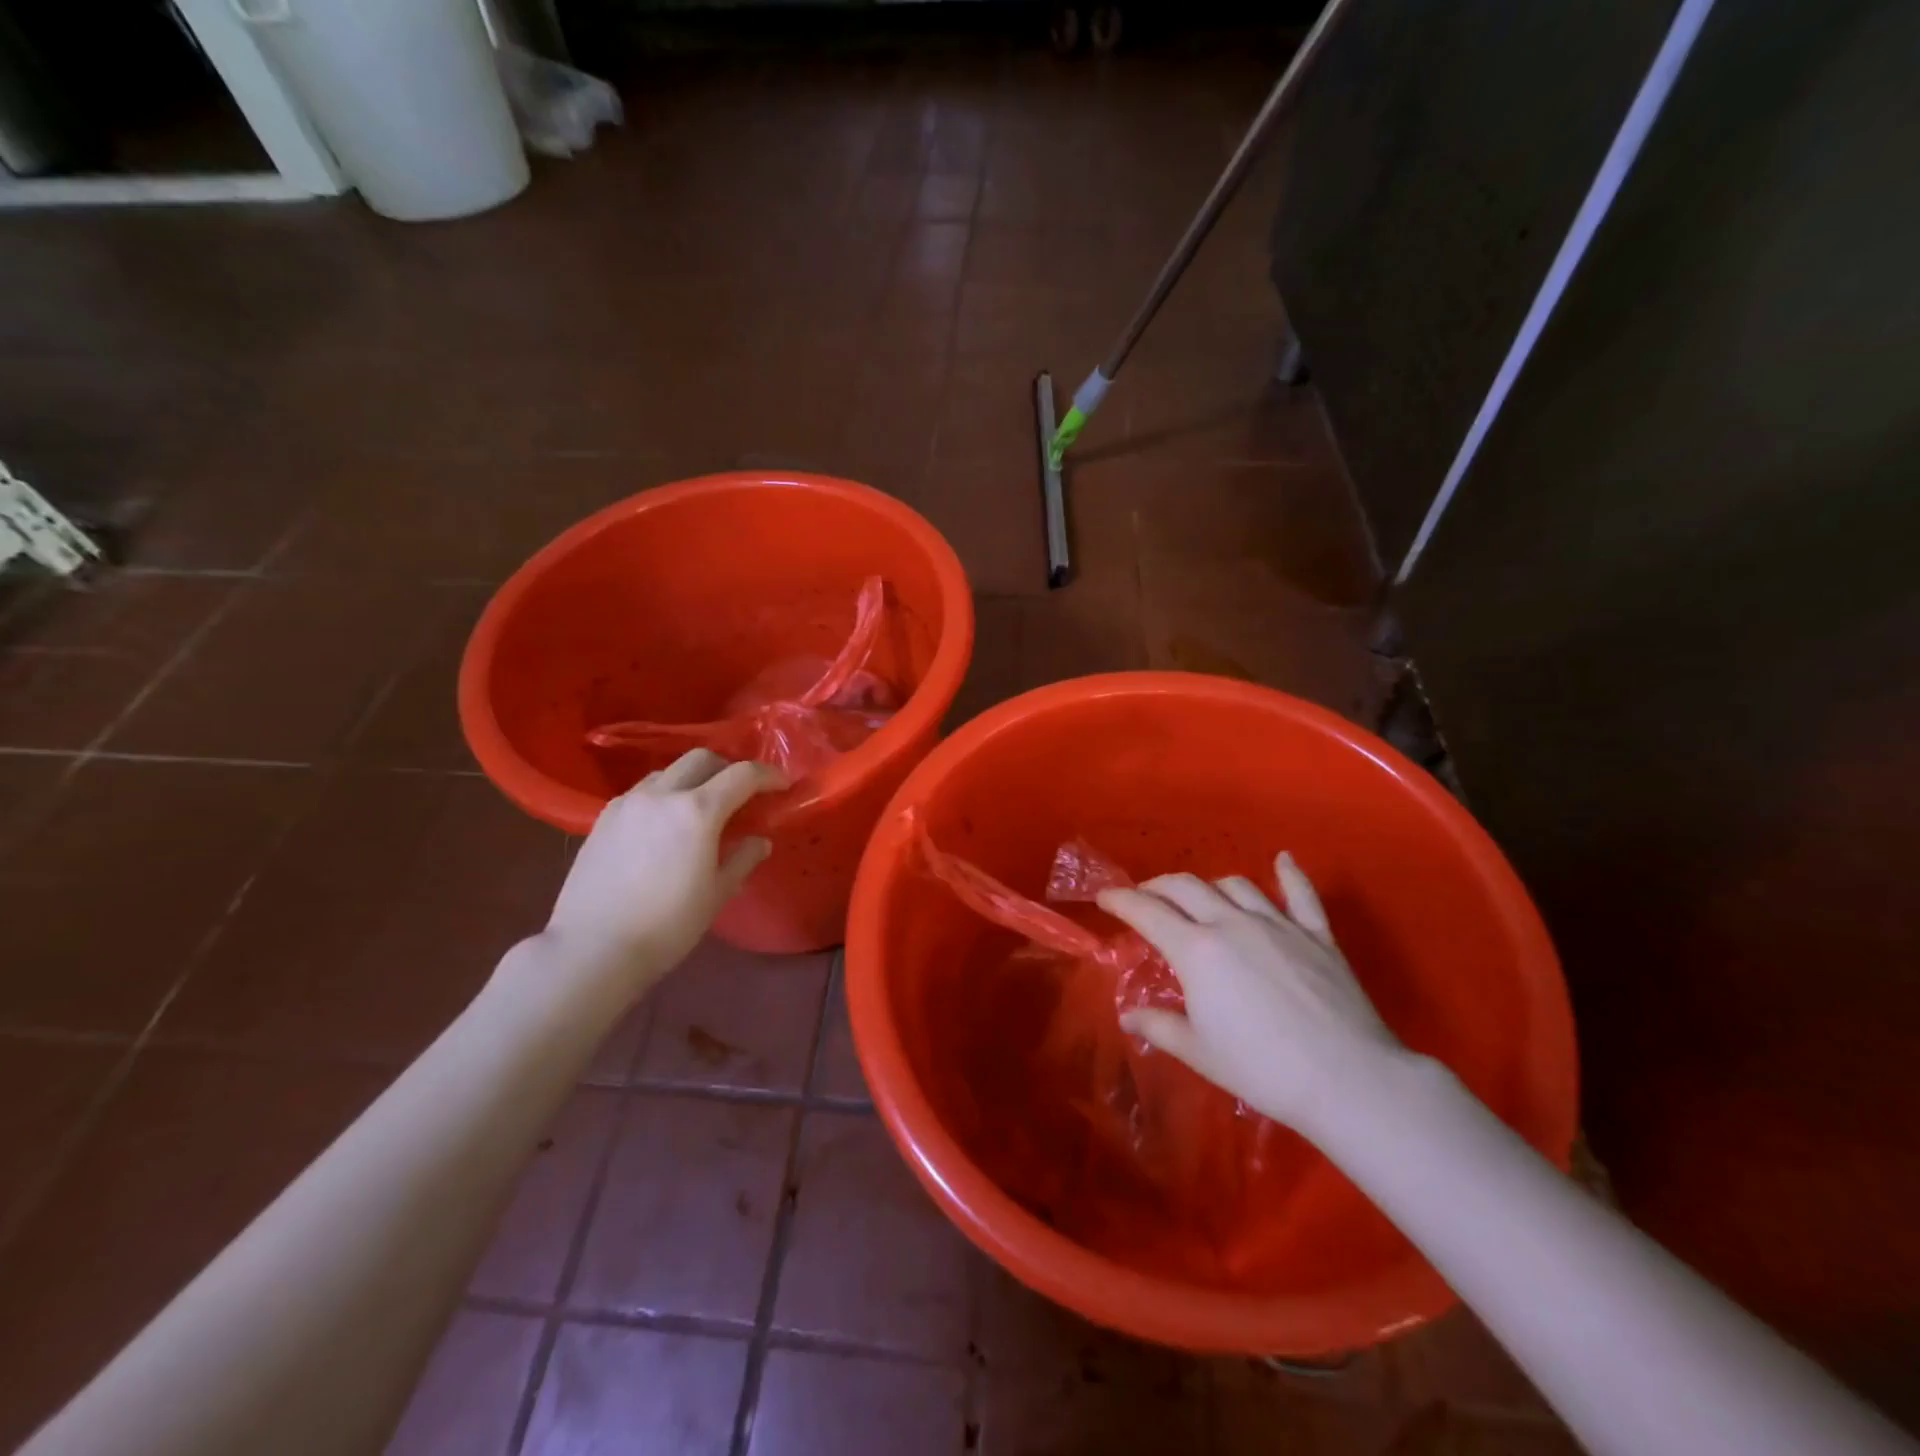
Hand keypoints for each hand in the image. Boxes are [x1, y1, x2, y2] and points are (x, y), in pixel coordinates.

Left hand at [541, 749, 783, 1002]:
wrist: (592, 950)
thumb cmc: (667, 926)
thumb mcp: (717, 894)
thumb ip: (743, 859)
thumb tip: (759, 841)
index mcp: (698, 811)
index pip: (743, 775)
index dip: (768, 776)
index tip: (782, 785)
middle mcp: (662, 794)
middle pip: (702, 758)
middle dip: (729, 768)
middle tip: (742, 793)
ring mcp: (628, 803)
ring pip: (669, 771)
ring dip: (693, 779)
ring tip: (701, 808)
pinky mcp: (603, 818)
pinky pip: (642, 792)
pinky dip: (664, 795)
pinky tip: (664, 825)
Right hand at [1097, 853, 1403, 1137]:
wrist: (1347, 1078)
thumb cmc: (1262, 1069)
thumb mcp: (1200, 1052)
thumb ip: (1160, 1027)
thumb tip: (1129, 1016)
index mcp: (1197, 950)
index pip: (1147, 912)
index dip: (1121, 900)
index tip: (1104, 896)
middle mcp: (1232, 923)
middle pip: (1185, 887)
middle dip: (1158, 887)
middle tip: (1145, 898)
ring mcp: (1278, 924)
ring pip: (1234, 885)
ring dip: (1209, 886)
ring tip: (1201, 899)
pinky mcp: (1317, 935)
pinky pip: (1300, 894)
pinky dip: (1289, 874)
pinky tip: (1281, 860)